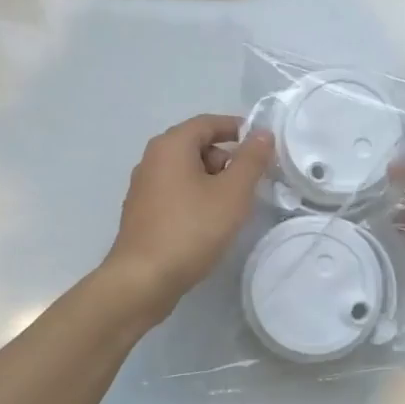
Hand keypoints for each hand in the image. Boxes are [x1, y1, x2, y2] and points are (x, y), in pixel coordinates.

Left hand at [105, 114, 274, 317]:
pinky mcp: (142, 212)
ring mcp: (144, 187)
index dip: (238, 129)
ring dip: (213, 181)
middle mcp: (152, 159)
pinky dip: (197, 198)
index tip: (263, 146)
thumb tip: (263, 133)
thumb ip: (251, 160)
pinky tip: (209, 224)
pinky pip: (176, 192)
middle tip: (250, 183)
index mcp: (171, 145)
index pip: (209, 122)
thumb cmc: (191, 230)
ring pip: (187, 171)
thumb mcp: (232, 193)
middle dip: (227, 159)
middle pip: (197, 145)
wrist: (142, 280)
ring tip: (232, 208)